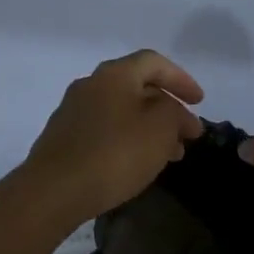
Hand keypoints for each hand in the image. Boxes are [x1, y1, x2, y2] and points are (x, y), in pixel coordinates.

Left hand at [17, 50, 204, 227]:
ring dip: (150, 128)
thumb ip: (175, 114)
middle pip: (137, 88)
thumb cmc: (114, 153)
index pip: (154, 62)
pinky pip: (105, 130)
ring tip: (170, 155)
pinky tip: (138, 164)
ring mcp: (73, 111)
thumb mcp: (160, 129)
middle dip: (168, 109)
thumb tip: (174, 112)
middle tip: (188, 135)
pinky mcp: (64, 138)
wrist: (53, 191)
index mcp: (114, 74)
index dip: (181, 79)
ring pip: (122, 112)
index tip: (200, 102)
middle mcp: (90, 85)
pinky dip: (128, 140)